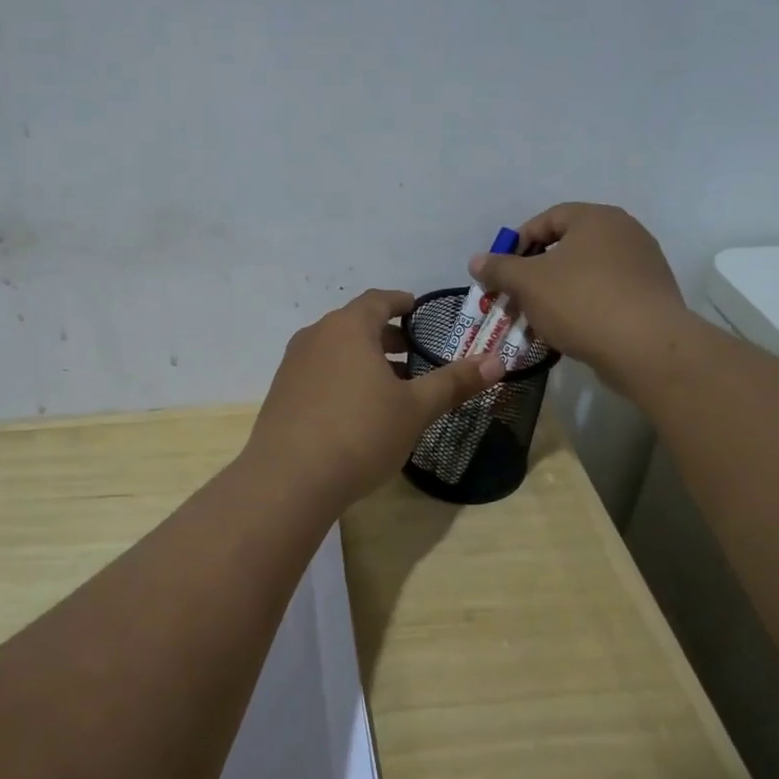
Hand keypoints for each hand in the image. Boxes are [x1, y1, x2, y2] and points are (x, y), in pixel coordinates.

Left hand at [244, 289, 503, 513]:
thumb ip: (454, 382)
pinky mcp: (281, 394)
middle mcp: (315, 337)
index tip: (416, 308)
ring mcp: (293, 365)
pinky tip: (355, 410)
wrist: (289, 479)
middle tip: (412, 351)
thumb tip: (497, 361)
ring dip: (363, 359)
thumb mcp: (415, 409)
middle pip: (355, 324)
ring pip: (335, 350)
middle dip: (385, 335)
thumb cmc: (360, 433)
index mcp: (348, 327)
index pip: (377, 300)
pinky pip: (318, 373)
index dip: (400, 302)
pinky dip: (341, 378)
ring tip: (389, 384)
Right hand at [468, 203, 685, 395]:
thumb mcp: (528, 283)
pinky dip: (582, 307)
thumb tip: (476, 261)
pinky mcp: (651, 297)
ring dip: (556, 292)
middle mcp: (625, 233)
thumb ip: (499, 268)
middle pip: (567, 247)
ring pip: (585, 273)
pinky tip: (568, 331)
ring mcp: (643, 265)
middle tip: (515, 297)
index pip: (547, 219)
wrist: (647, 348)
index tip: (501, 272)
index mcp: (596, 218)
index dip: (517, 243)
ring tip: (537, 319)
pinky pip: (606, 294)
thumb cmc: (581, 302)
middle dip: (535, 273)